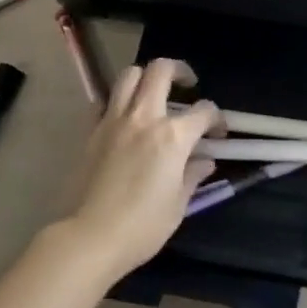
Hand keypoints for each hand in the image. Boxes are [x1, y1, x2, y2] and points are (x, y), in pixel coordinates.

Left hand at [63, 58, 221, 278]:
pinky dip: (118, 102)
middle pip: (161, 70)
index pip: (204, 111)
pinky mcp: (92, 131)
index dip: (216, 118)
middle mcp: (144, 117)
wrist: (89, 237)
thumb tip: (204, 161)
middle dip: (180, 71)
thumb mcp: (178, 205)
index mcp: (173, 136)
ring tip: (154, 93)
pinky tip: (125, 119)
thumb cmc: (142, 227)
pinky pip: (106, 101)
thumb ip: (192, 175)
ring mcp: (114, 120)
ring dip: (146, 77)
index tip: (218, 132)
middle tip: (188, 85)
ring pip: (129, 75)